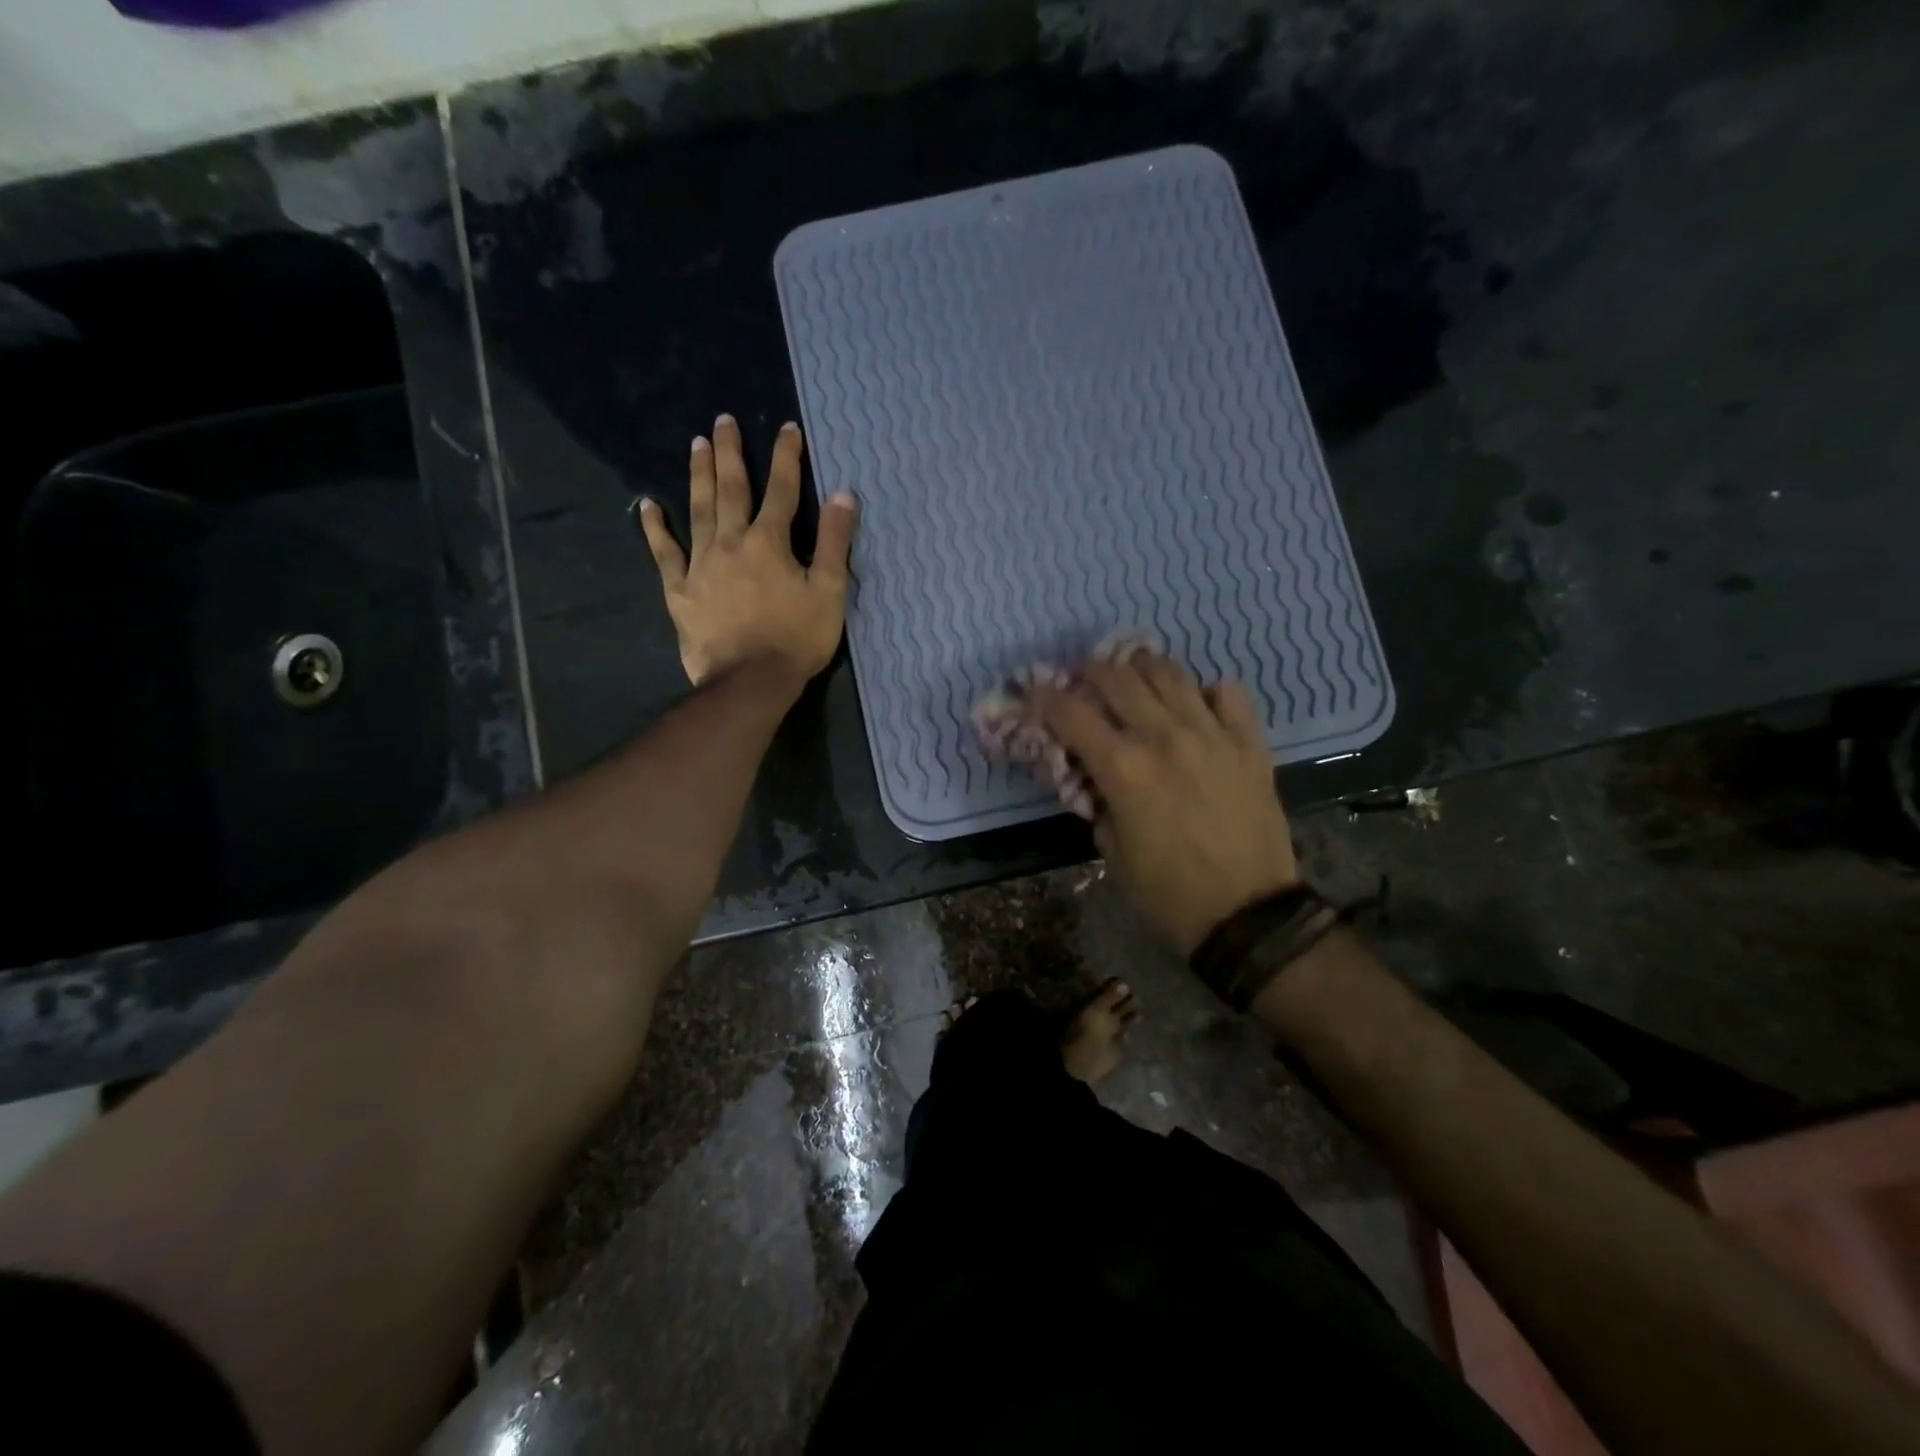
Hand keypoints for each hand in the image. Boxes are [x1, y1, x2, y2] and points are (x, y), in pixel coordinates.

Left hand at [637, 414, 857, 688]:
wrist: (750, 681)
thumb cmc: (796, 638)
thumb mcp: (829, 592)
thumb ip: (836, 543)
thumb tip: (843, 495)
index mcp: (770, 542)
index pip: (782, 491)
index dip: (786, 458)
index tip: (788, 429)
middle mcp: (731, 542)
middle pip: (731, 489)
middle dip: (730, 453)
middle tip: (723, 420)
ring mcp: (701, 565)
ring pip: (698, 510)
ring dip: (699, 476)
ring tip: (696, 445)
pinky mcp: (680, 590)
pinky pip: (664, 553)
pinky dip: (655, 529)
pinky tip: (647, 506)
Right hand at [1029, 654, 1296, 954]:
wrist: (1247, 916)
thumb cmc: (1167, 893)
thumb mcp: (1111, 851)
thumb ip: (1097, 802)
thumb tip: (1093, 776)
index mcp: (1123, 768)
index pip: (1070, 713)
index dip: (1043, 697)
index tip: (1032, 692)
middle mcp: (1164, 737)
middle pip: (1118, 679)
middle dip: (1090, 672)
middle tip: (1082, 678)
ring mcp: (1212, 735)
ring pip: (1171, 674)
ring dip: (1142, 667)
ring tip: (1133, 674)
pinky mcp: (1250, 745)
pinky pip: (1229, 694)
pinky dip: (1207, 691)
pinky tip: (1197, 704)